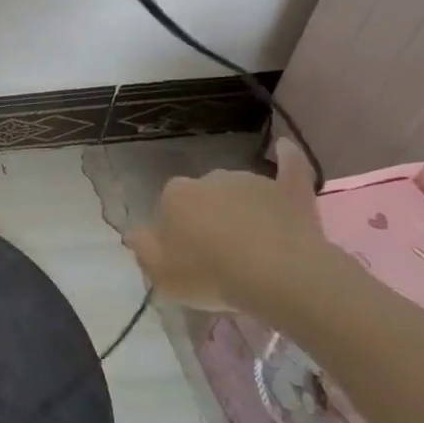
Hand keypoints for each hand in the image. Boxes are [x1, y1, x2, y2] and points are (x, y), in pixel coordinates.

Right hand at [123, 138, 337, 312]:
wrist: (278, 275)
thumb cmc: (211, 274)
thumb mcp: (161, 273)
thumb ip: (142, 247)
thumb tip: (134, 232)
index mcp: (174, 194)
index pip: (168, 207)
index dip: (176, 233)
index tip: (186, 257)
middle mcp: (208, 178)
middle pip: (203, 198)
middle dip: (208, 219)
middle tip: (219, 255)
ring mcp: (250, 181)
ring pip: (238, 192)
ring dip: (240, 209)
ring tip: (254, 246)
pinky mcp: (288, 191)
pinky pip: (289, 167)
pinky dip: (287, 158)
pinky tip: (283, 147)